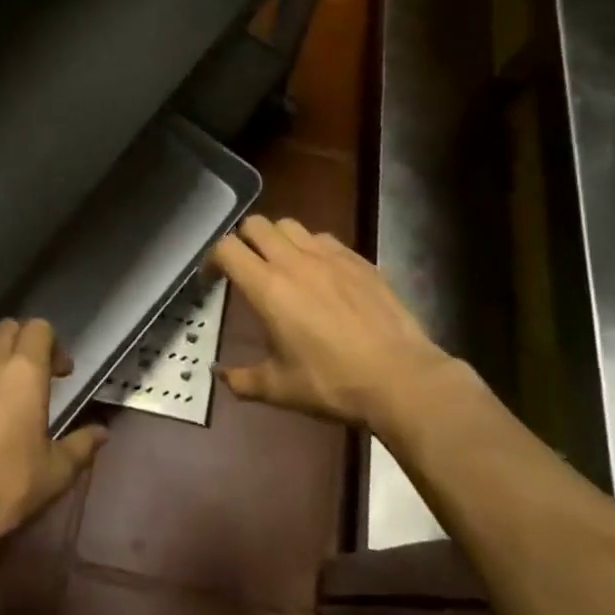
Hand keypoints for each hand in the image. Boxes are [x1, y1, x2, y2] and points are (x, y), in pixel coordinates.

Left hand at [0, 317, 107, 552]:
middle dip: (20, 346)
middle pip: (5, 330)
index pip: (40, 328)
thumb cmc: (4, 489)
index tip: (60, 374)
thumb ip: (81, 445)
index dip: (53, 345)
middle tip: (28, 379)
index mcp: (23, 370)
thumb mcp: (55, 474)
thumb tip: (102, 432)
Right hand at [213, 216, 450, 429]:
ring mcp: (329, 255)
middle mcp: (294, 261)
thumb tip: (219, 375)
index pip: (227, 248)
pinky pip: (324, 238)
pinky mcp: (358, 258)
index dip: (213, 258)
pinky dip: (311, 247)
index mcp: (268, 287)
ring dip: (277, 239)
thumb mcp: (280, 389)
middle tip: (246, 267)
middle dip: (244, 240)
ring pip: (290, 225)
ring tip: (282, 265)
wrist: (400, 377)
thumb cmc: (332, 383)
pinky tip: (320, 273)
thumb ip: (242, 379)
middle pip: (256, 225)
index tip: (213, 279)